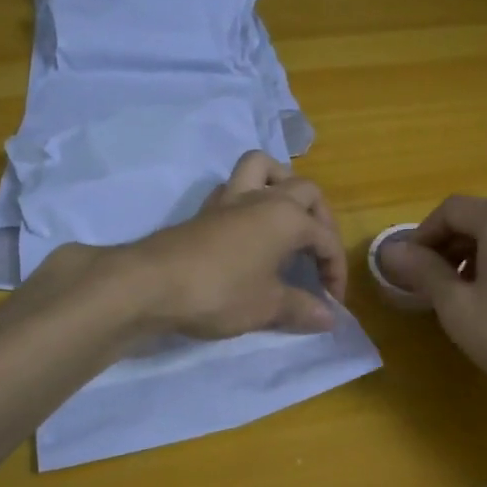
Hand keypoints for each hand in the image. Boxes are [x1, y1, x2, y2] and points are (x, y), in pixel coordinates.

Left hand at [117, 152, 348, 338]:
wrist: (152, 284)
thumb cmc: (220, 292)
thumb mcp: (267, 306)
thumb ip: (302, 308)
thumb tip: (329, 318)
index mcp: (287, 217)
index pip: (325, 239)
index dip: (335, 270)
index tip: (332, 302)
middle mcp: (263, 199)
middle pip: (305, 191)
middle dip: (320, 219)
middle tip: (317, 253)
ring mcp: (230, 199)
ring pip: (264, 168)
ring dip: (282, 184)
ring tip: (288, 217)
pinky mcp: (205, 210)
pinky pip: (235, 188)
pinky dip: (249, 198)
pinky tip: (249, 229)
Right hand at [375, 195, 486, 407]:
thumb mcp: (458, 306)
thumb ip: (423, 271)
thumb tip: (391, 251)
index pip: (451, 210)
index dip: (422, 236)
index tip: (408, 269)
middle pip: (478, 218)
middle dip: (447, 246)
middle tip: (428, 285)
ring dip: (473, 255)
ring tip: (458, 295)